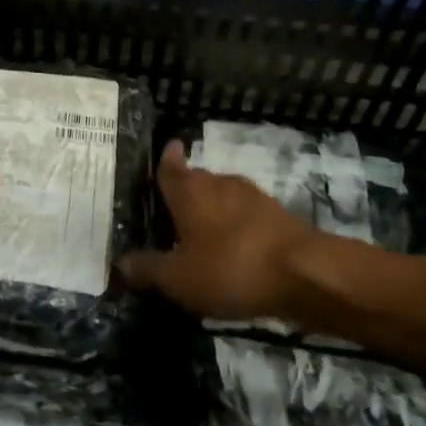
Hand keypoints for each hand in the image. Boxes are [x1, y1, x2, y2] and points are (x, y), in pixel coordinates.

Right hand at [123, 142, 318, 321]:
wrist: (305, 273)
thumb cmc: (230, 268)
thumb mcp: (179, 278)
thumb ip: (148, 269)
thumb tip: (120, 263)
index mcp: (189, 191)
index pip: (169, 166)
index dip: (165, 158)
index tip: (168, 147)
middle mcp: (219, 183)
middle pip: (197, 180)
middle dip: (187, 192)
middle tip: (173, 210)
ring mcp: (253, 197)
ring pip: (224, 197)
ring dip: (214, 210)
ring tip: (203, 233)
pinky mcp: (278, 215)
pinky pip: (247, 216)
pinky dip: (237, 227)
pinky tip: (235, 250)